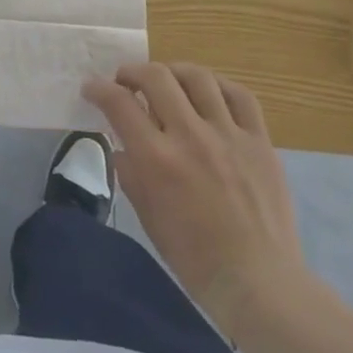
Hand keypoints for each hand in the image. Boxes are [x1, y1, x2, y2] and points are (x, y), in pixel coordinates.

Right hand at [84, 62, 316, 332]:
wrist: (259, 281)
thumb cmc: (193, 257)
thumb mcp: (146, 216)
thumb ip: (130, 172)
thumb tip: (124, 145)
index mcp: (158, 159)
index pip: (119, 103)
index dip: (98, 89)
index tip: (91, 89)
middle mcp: (191, 137)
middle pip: (156, 77)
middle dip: (132, 72)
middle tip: (125, 81)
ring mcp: (229, 135)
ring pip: (198, 77)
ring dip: (173, 71)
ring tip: (166, 80)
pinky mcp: (260, 142)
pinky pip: (240, 96)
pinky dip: (218, 86)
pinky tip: (209, 93)